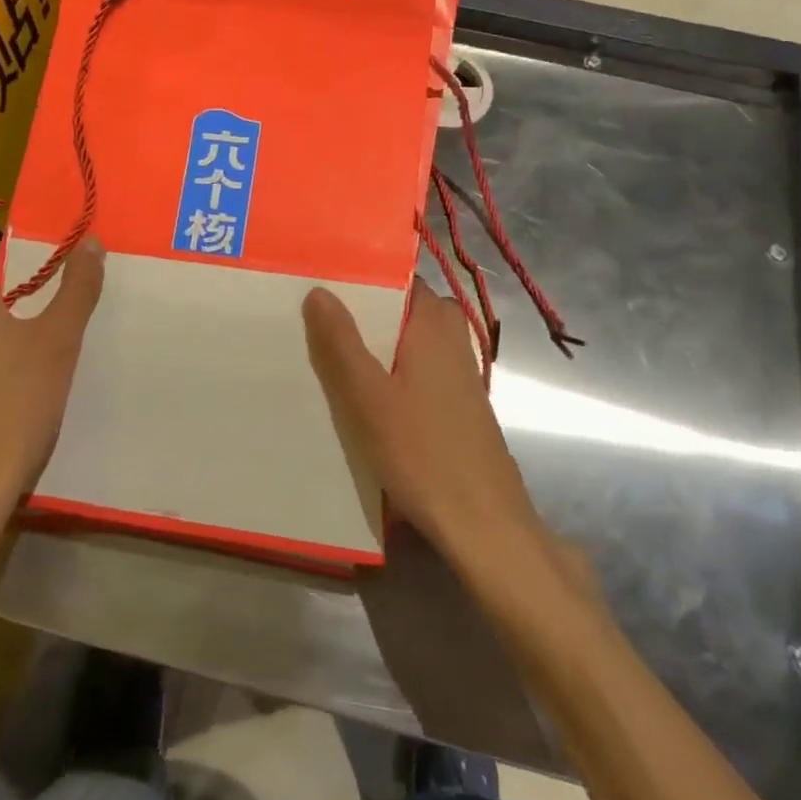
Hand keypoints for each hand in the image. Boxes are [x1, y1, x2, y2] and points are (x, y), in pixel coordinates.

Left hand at [0, 238, 106, 505]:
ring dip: (4, 319)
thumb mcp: (59, 341)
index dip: (20, 247)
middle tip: (60, 292)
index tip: (54, 252)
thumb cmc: (19, 403)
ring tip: (43, 331)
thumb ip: (77, 289)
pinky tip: (18, 374)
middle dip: (18, 284)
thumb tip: (91, 242)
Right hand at [302, 279, 538, 561]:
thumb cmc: (422, 452)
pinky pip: (419, 368)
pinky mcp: (460, 402)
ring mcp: (460, 371)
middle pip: (405, 309)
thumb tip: (319, 290)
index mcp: (434, 324)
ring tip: (331, 354)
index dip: (364, 278)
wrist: (482, 521)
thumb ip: (341, 342)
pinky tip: (366, 395)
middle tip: (319, 320)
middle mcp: (453, 338)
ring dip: (377, 345)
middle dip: (365, 313)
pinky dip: (393, 370)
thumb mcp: (368, 397)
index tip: (325, 281)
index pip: (401, 279)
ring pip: (411, 341)